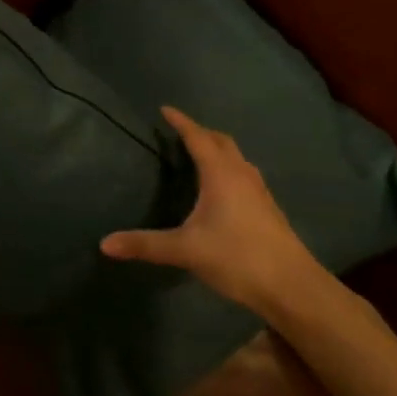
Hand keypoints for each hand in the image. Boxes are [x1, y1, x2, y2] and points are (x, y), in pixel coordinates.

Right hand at [101, 107, 338, 326]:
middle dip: (201, 132)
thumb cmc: (237, 257)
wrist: (292, 285)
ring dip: (218, 149)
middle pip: (222, 141)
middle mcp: (241, 174)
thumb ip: (145, 245)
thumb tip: (104, 244)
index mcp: (220, 174)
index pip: (198, 138)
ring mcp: (259, 191)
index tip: (166, 110)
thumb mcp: (185, 250)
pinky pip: (244, 174)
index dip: (181, 122)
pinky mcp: (268, 208)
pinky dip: (229, 168)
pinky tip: (222, 188)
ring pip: (237, 157)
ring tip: (199, 154)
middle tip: (180, 131)